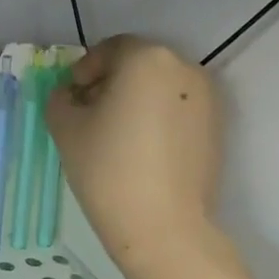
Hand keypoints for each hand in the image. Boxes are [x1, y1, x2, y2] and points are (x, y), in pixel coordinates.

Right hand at [45, 35, 219, 269]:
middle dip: (111, 82)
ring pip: (161, 87)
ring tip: (114, 133)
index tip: (73, 95)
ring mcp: (207, 100)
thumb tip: (72, 94)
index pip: (111, 49)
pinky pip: (178, 110)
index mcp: (146, 59)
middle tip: (88, 112)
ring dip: (136, 99)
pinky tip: (139, 149)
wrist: (163, 228)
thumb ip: (61, 97)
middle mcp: (184, 70)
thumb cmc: (108, 168)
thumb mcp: (65, 127)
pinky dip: (157, 118)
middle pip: (139, 64)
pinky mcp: (217, 130)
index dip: (86, 69)